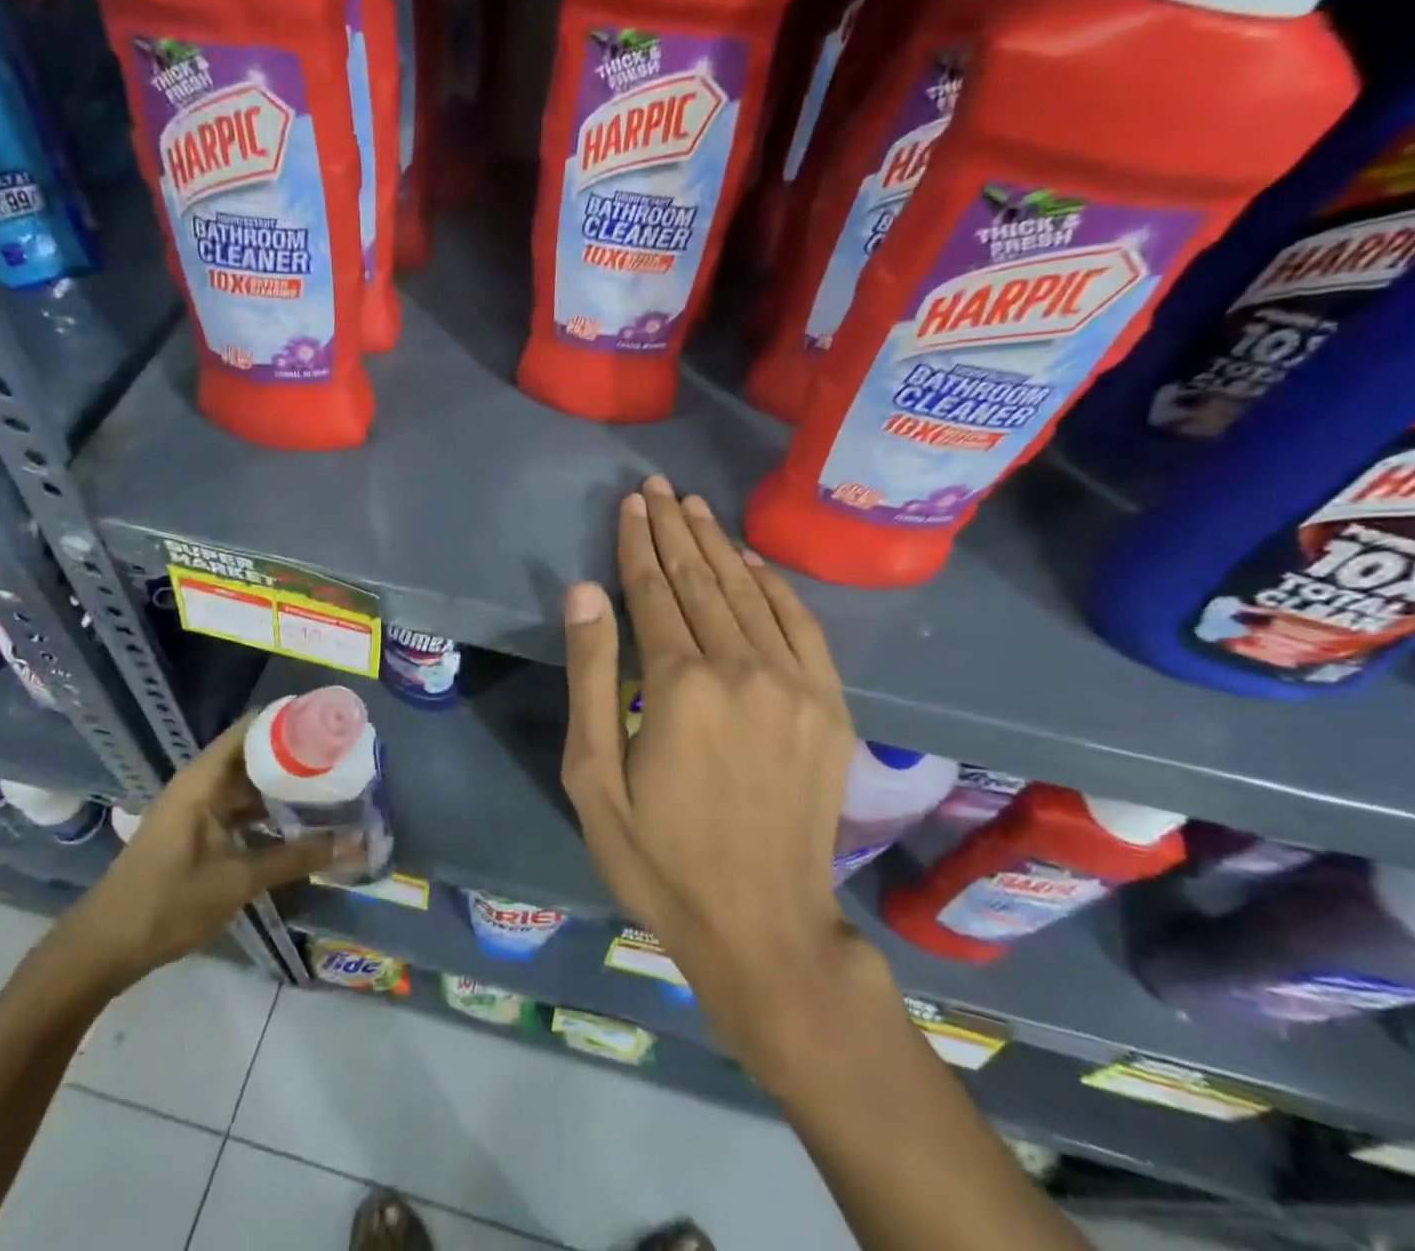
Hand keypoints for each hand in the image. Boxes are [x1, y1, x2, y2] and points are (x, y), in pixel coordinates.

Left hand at [53, 716, 365, 996]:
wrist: (100, 949)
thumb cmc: (168, 903)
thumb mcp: (239, 879)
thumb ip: (299, 857)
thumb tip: (356, 843)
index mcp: (205, 778)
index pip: (254, 727)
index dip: (292, 720)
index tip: (332, 725)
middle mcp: (199, 783)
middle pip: (254, 754)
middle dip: (295, 757)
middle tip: (341, 761)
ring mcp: (193, 808)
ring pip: (246, 785)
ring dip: (281, 788)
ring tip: (327, 789)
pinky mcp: (192, 832)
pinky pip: (235, 809)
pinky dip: (264, 812)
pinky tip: (295, 826)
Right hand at [560, 475, 880, 1083]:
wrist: (763, 927)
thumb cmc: (659, 857)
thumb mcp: (594, 777)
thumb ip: (591, 676)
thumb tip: (585, 592)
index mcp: (679, 685)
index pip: (652, 592)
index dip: (637, 543)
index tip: (630, 504)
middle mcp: (741, 668)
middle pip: (700, 580)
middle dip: (674, 529)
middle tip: (657, 487)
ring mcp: (794, 684)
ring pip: (748, 593)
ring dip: (717, 545)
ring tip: (694, 506)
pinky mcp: (829, 705)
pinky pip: (800, 626)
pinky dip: (774, 586)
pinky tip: (751, 561)